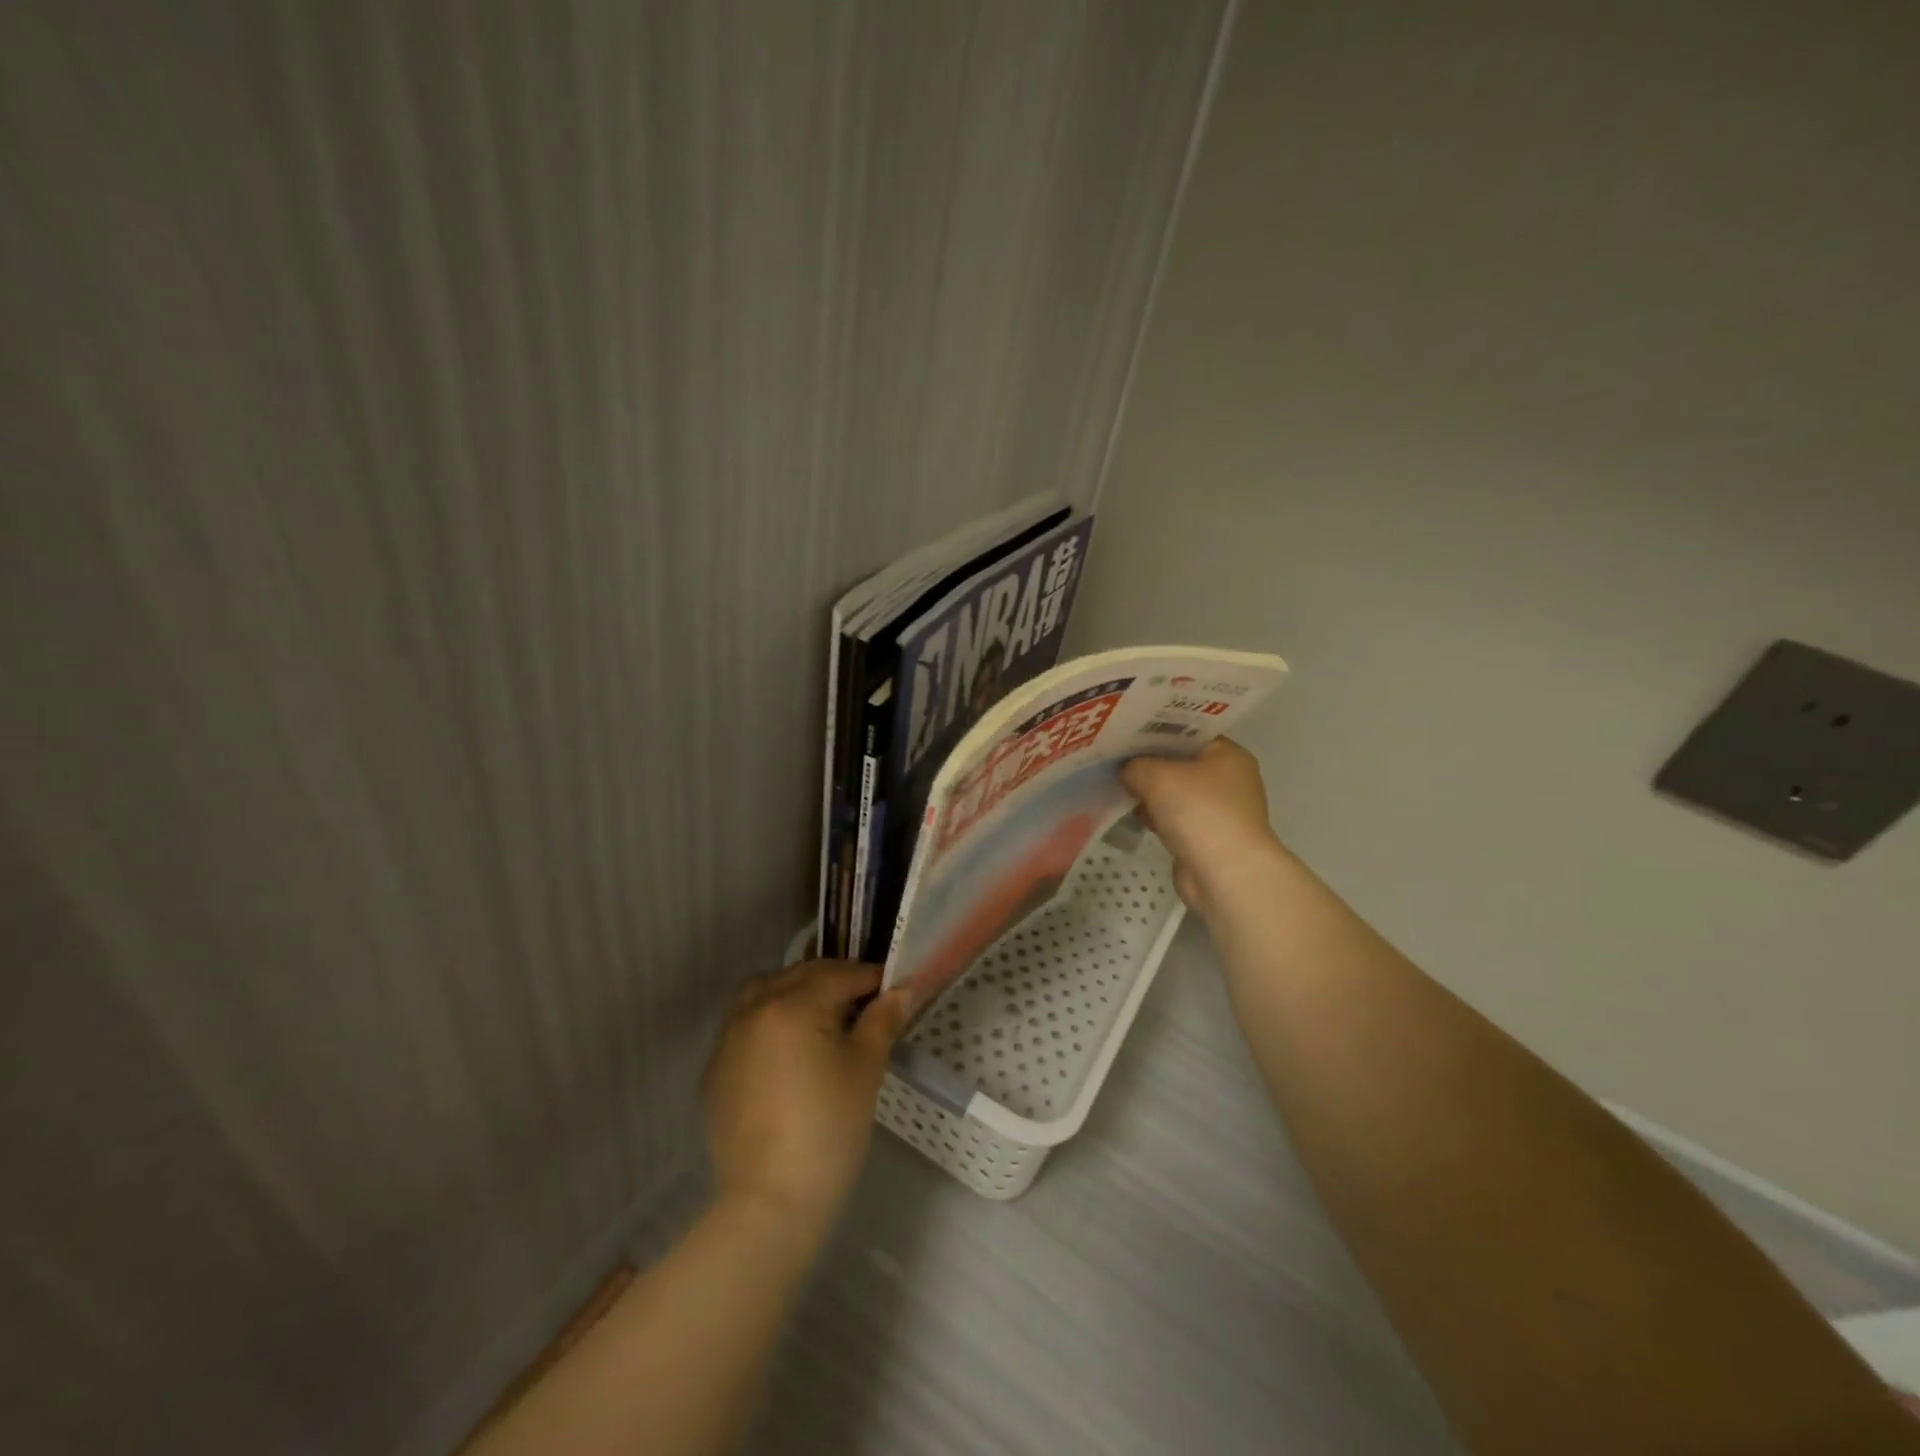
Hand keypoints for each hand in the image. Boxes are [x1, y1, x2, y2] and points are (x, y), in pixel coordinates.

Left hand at [702, 960, 909, 1232]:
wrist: (771, 1203)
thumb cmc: (830, 1130)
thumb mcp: (866, 1069)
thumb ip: (883, 1020)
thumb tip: (901, 990)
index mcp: (793, 1005)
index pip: (839, 975)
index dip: (870, 978)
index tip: (892, 988)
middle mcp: (754, 1009)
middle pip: (799, 976)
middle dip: (834, 981)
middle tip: (863, 1002)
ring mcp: (727, 1039)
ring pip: (763, 992)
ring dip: (794, 992)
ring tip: (820, 1018)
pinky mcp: (714, 1070)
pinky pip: (743, 1025)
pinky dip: (768, 1021)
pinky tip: (787, 1051)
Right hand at [1120, 738, 1283, 911]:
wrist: (1225, 874)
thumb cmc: (1199, 812)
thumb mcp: (1157, 776)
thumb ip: (1135, 766)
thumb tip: (1127, 772)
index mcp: (1228, 755)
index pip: (1189, 733)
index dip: (1157, 730)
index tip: (1126, 731)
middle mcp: (1228, 779)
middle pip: (1180, 763)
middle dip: (1149, 763)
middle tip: (1115, 756)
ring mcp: (1218, 811)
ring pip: (1175, 793)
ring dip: (1150, 793)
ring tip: (1117, 783)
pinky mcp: (1205, 837)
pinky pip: (1174, 818)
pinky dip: (1156, 817)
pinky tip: (1131, 813)